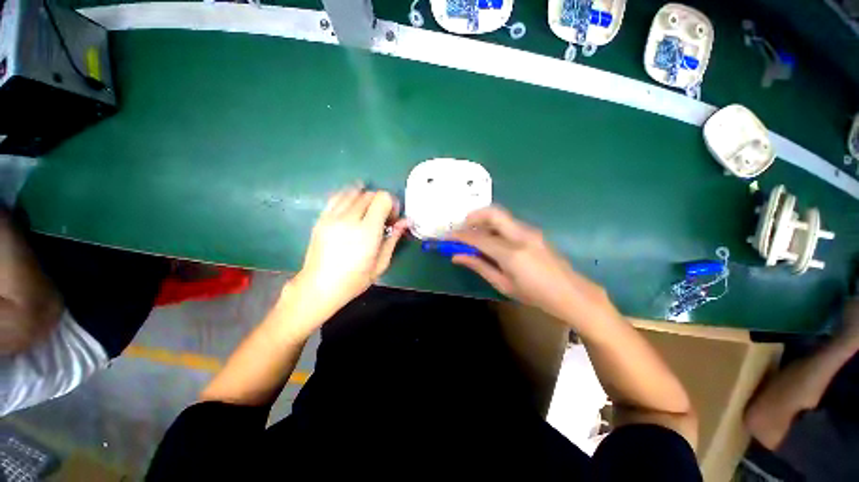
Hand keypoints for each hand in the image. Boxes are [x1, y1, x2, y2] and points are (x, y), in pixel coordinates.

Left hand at [293, 185, 407, 316]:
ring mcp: (332, 217)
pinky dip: (348, 197)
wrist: (319, 287)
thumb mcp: (381, 263)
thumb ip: (393, 239)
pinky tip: (352, 208)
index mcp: (367, 232)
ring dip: (365, 198)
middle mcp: (349, 219)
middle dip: (380, 202)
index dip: (391, 204)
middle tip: (382, 218)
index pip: (382, 198)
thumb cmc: (354, 280)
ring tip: (367, 213)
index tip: (392, 218)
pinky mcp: (321, 218)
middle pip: (369, 194)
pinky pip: (336, 197)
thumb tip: (404, 222)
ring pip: (353, 192)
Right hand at [450, 206, 615, 324]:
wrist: (571, 293)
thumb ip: (479, 266)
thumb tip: (457, 256)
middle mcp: (521, 235)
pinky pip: (508, 223)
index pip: (479, 238)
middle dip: (473, 216)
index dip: (460, 236)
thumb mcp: (503, 284)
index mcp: (511, 253)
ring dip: (483, 221)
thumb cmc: (535, 295)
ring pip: (501, 216)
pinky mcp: (533, 232)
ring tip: (473, 235)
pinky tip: (491, 239)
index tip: (447, 237)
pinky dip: (494, 226)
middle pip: (492, 213)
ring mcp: (529, 231)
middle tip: (461, 228)